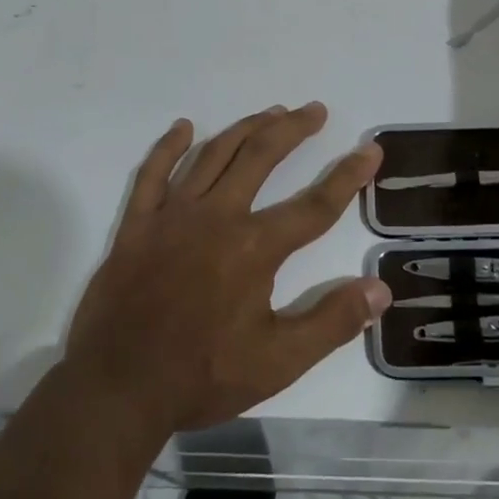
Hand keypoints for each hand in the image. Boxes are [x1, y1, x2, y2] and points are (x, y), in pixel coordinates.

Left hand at [63, 103, 390, 435]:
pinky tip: (184, 127)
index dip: (348, 176)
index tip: (370, 149)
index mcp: (254, 247)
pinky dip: (169, 146)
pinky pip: (153, 173)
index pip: (315, 205)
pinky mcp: (138, 224)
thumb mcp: (278, 362)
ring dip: (245, 128)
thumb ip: (331, 322)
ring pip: (214, 155)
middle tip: (314, 110)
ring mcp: (172, 215)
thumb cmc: (202, 375)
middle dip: (293, 129)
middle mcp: (217, 217)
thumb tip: (380, 288)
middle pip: (261, 157)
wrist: (118, 388)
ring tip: (271, 111)